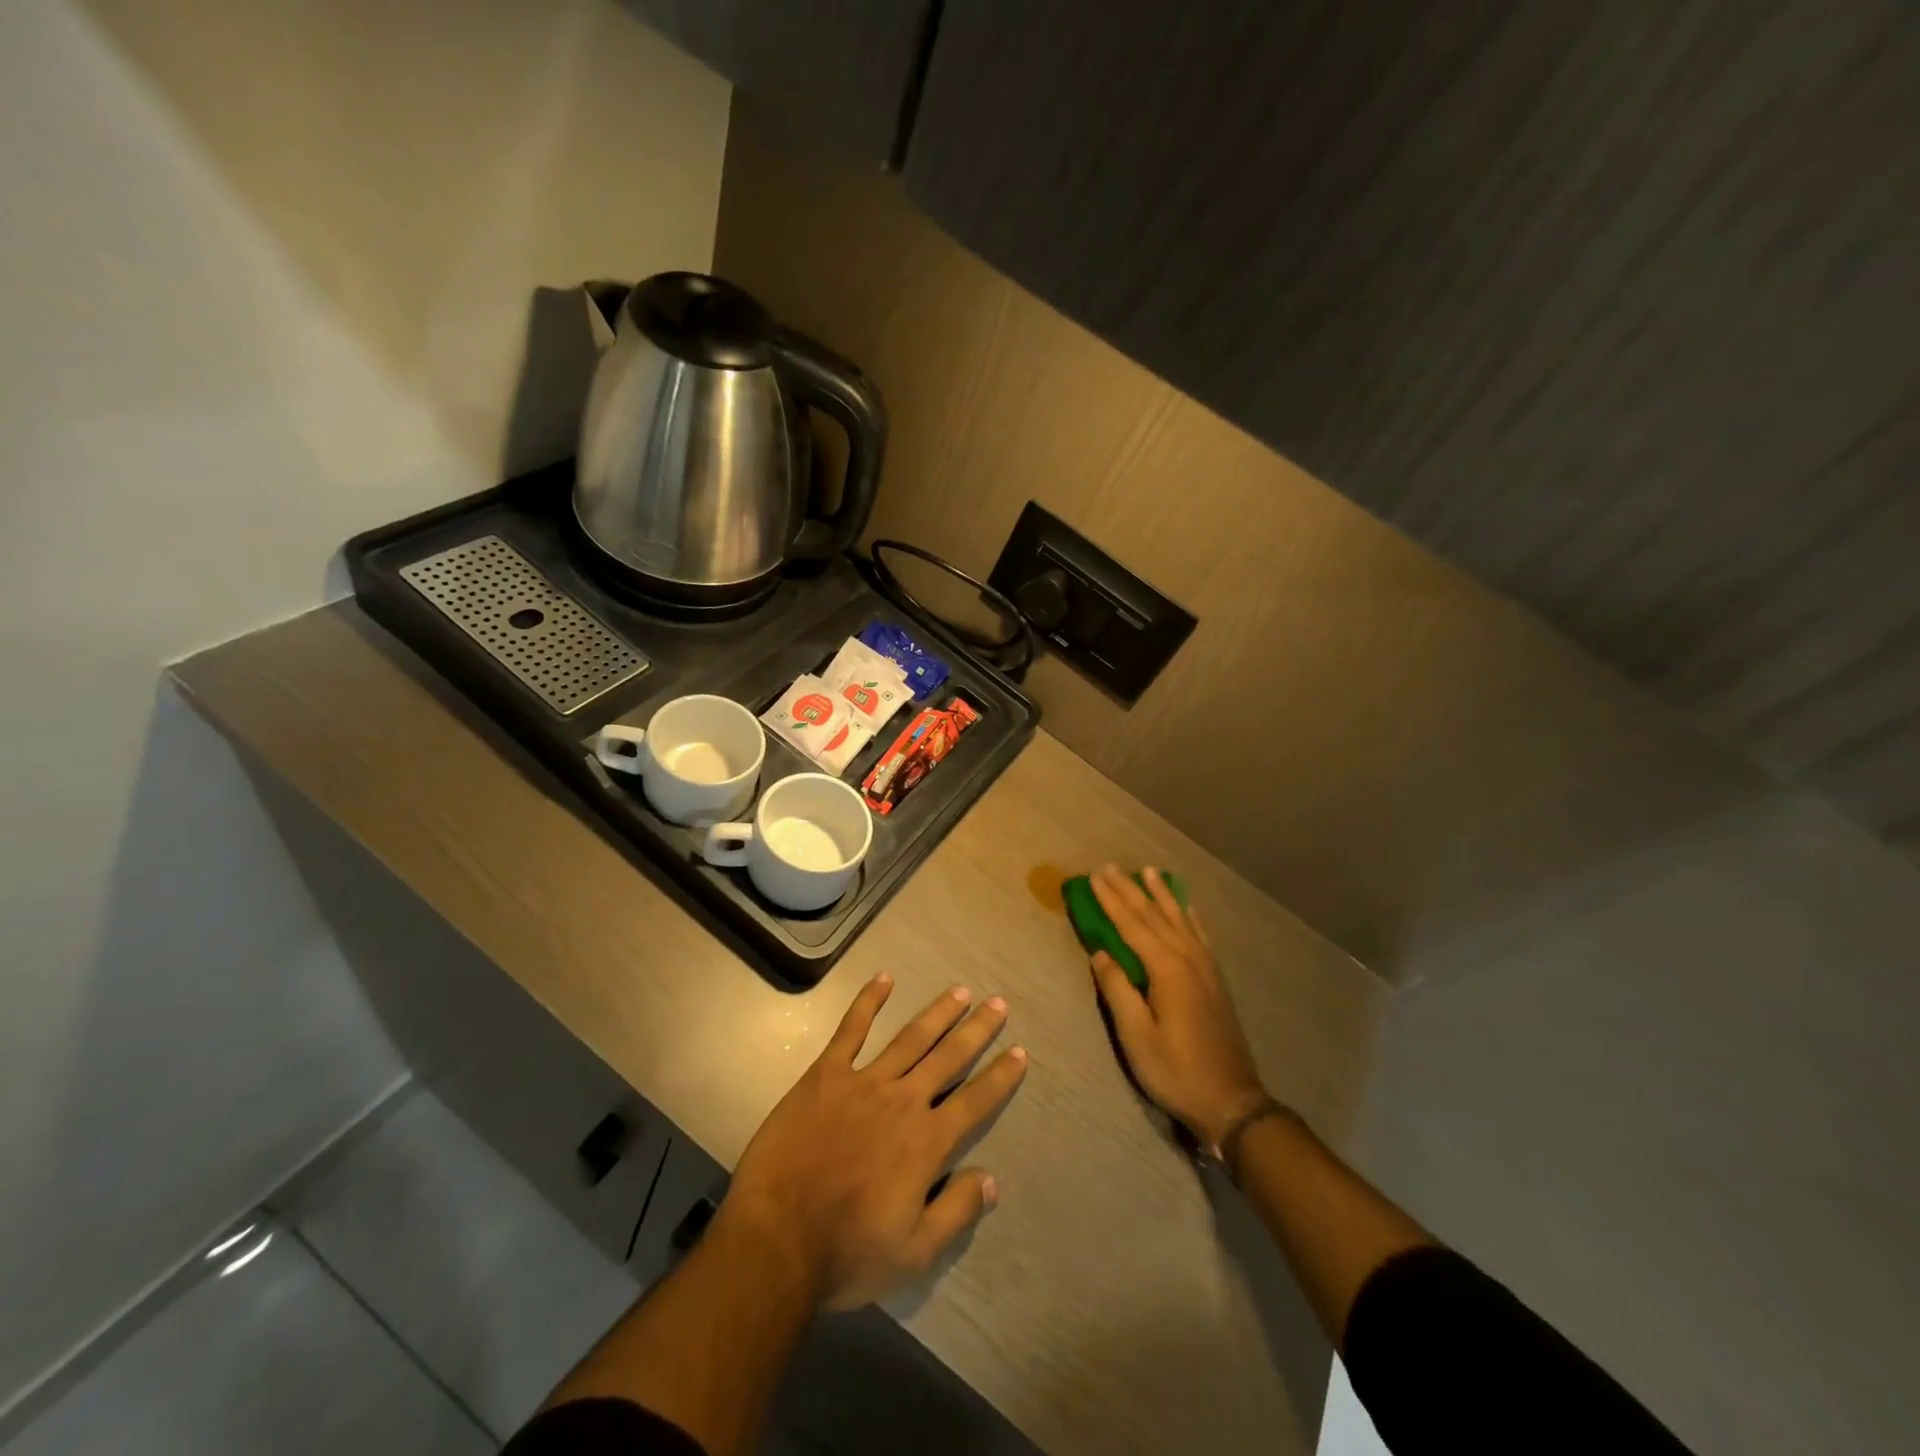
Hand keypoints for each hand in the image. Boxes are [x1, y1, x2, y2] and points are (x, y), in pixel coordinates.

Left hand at [721, 975, 1028, 1311]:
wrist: (776, 1240)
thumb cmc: (847, 1252)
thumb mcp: (914, 1253)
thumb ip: (956, 1212)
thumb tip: (992, 1179)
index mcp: (926, 1142)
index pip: (975, 1101)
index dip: (1000, 1077)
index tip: (1020, 1052)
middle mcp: (903, 1101)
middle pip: (948, 1057)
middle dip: (977, 1030)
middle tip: (998, 1003)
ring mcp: (863, 1083)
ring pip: (910, 1038)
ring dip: (937, 1013)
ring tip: (960, 991)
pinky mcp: (825, 1076)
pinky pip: (851, 1031)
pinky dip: (868, 1002)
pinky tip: (884, 979)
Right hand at [1087, 865, 1268, 1149]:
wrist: (1232, 1101)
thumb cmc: (1176, 1071)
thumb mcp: (1136, 1036)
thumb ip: (1117, 990)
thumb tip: (1101, 954)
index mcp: (1167, 969)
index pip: (1131, 925)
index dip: (1111, 900)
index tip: (1093, 877)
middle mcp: (1188, 958)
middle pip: (1154, 915)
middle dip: (1130, 890)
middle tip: (1109, 866)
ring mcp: (1206, 967)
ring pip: (1179, 919)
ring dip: (1161, 894)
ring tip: (1149, 871)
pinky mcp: (1216, 979)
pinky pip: (1200, 935)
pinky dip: (1189, 916)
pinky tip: (1186, 907)